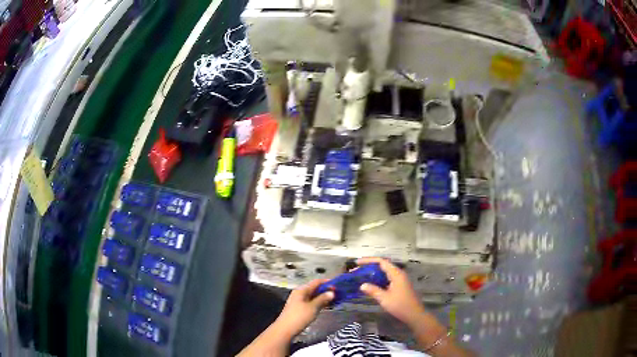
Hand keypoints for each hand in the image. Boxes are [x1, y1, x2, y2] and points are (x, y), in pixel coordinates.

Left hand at [274, 279, 333, 336]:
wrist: (285, 329)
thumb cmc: (299, 317)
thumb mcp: (313, 307)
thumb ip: (323, 299)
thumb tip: (331, 292)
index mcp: (302, 290)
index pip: (316, 282)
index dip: (327, 283)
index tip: (337, 285)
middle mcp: (300, 293)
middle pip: (315, 289)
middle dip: (326, 291)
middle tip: (337, 294)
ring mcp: (299, 301)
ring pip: (313, 296)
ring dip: (323, 298)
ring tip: (334, 301)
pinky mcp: (299, 308)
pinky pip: (311, 302)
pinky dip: (318, 303)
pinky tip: (325, 307)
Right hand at [357, 257, 425, 327]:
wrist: (414, 314)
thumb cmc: (400, 305)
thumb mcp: (384, 298)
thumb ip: (373, 290)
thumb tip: (362, 285)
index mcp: (396, 274)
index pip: (382, 262)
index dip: (369, 260)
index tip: (357, 262)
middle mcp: (398, 274)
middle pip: (383, 266)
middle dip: (370, 267)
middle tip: (357, 270)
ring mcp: (400, 280)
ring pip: (385, 273)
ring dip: (373, 274)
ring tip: (361, 276)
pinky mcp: (399, 286)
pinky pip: (387, 279)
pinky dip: (378, 280)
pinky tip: (371, 285)